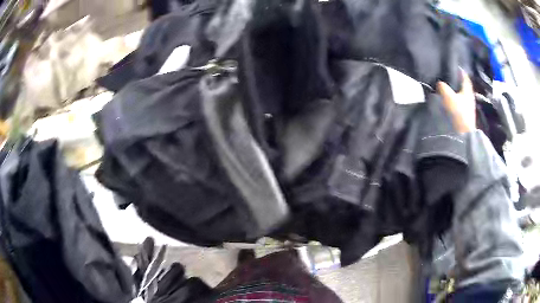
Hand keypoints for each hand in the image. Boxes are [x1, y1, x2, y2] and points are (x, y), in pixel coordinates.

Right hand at [437, 69, 475, 133]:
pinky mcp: (465, 116)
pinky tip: (449, 101)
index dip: (460, 71)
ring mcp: (468, 108)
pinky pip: (460, 103)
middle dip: (457, 81)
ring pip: (461, 95)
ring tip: (447, 89)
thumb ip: (443, 87)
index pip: (465, 77)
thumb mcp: (448, 97)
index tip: (454, 66)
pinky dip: (455, 100)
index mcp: (468, 91)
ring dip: (456, 91)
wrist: (463, 136)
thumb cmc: (458, 113)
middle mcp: (469, 98)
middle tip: (449, 77)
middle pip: (464, 86)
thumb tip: (439, 83)